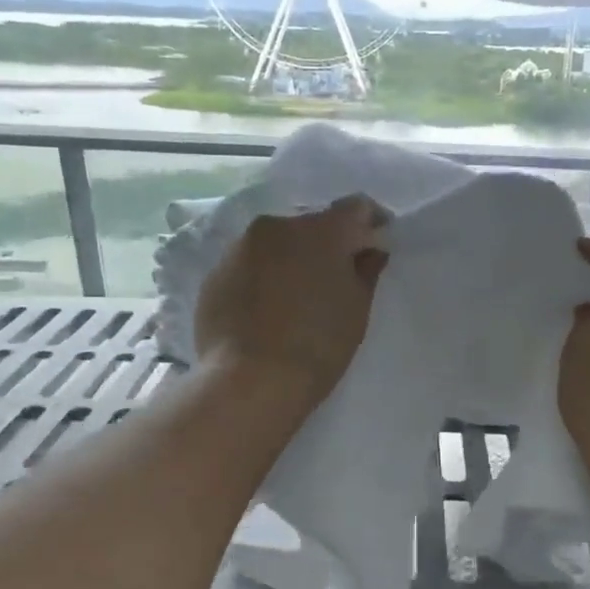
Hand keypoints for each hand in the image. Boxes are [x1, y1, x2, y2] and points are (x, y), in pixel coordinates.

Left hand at [195, 195, 387, 404]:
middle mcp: (277, 226)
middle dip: (326, 244)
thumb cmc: (318, 345)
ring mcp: (240, 247)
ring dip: (290, 259)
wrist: (249, 381)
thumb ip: (366, 271)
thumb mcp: (356, 310)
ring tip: (296, 297)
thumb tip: (369, 251)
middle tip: (334, 278)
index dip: (370, 223)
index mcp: (321, 230)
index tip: (374, 245)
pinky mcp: (215, 273)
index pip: (355, 208)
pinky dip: (262, 278)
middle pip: (311, 224)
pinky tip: (266, 310)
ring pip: (276, 244)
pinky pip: (249, 265)